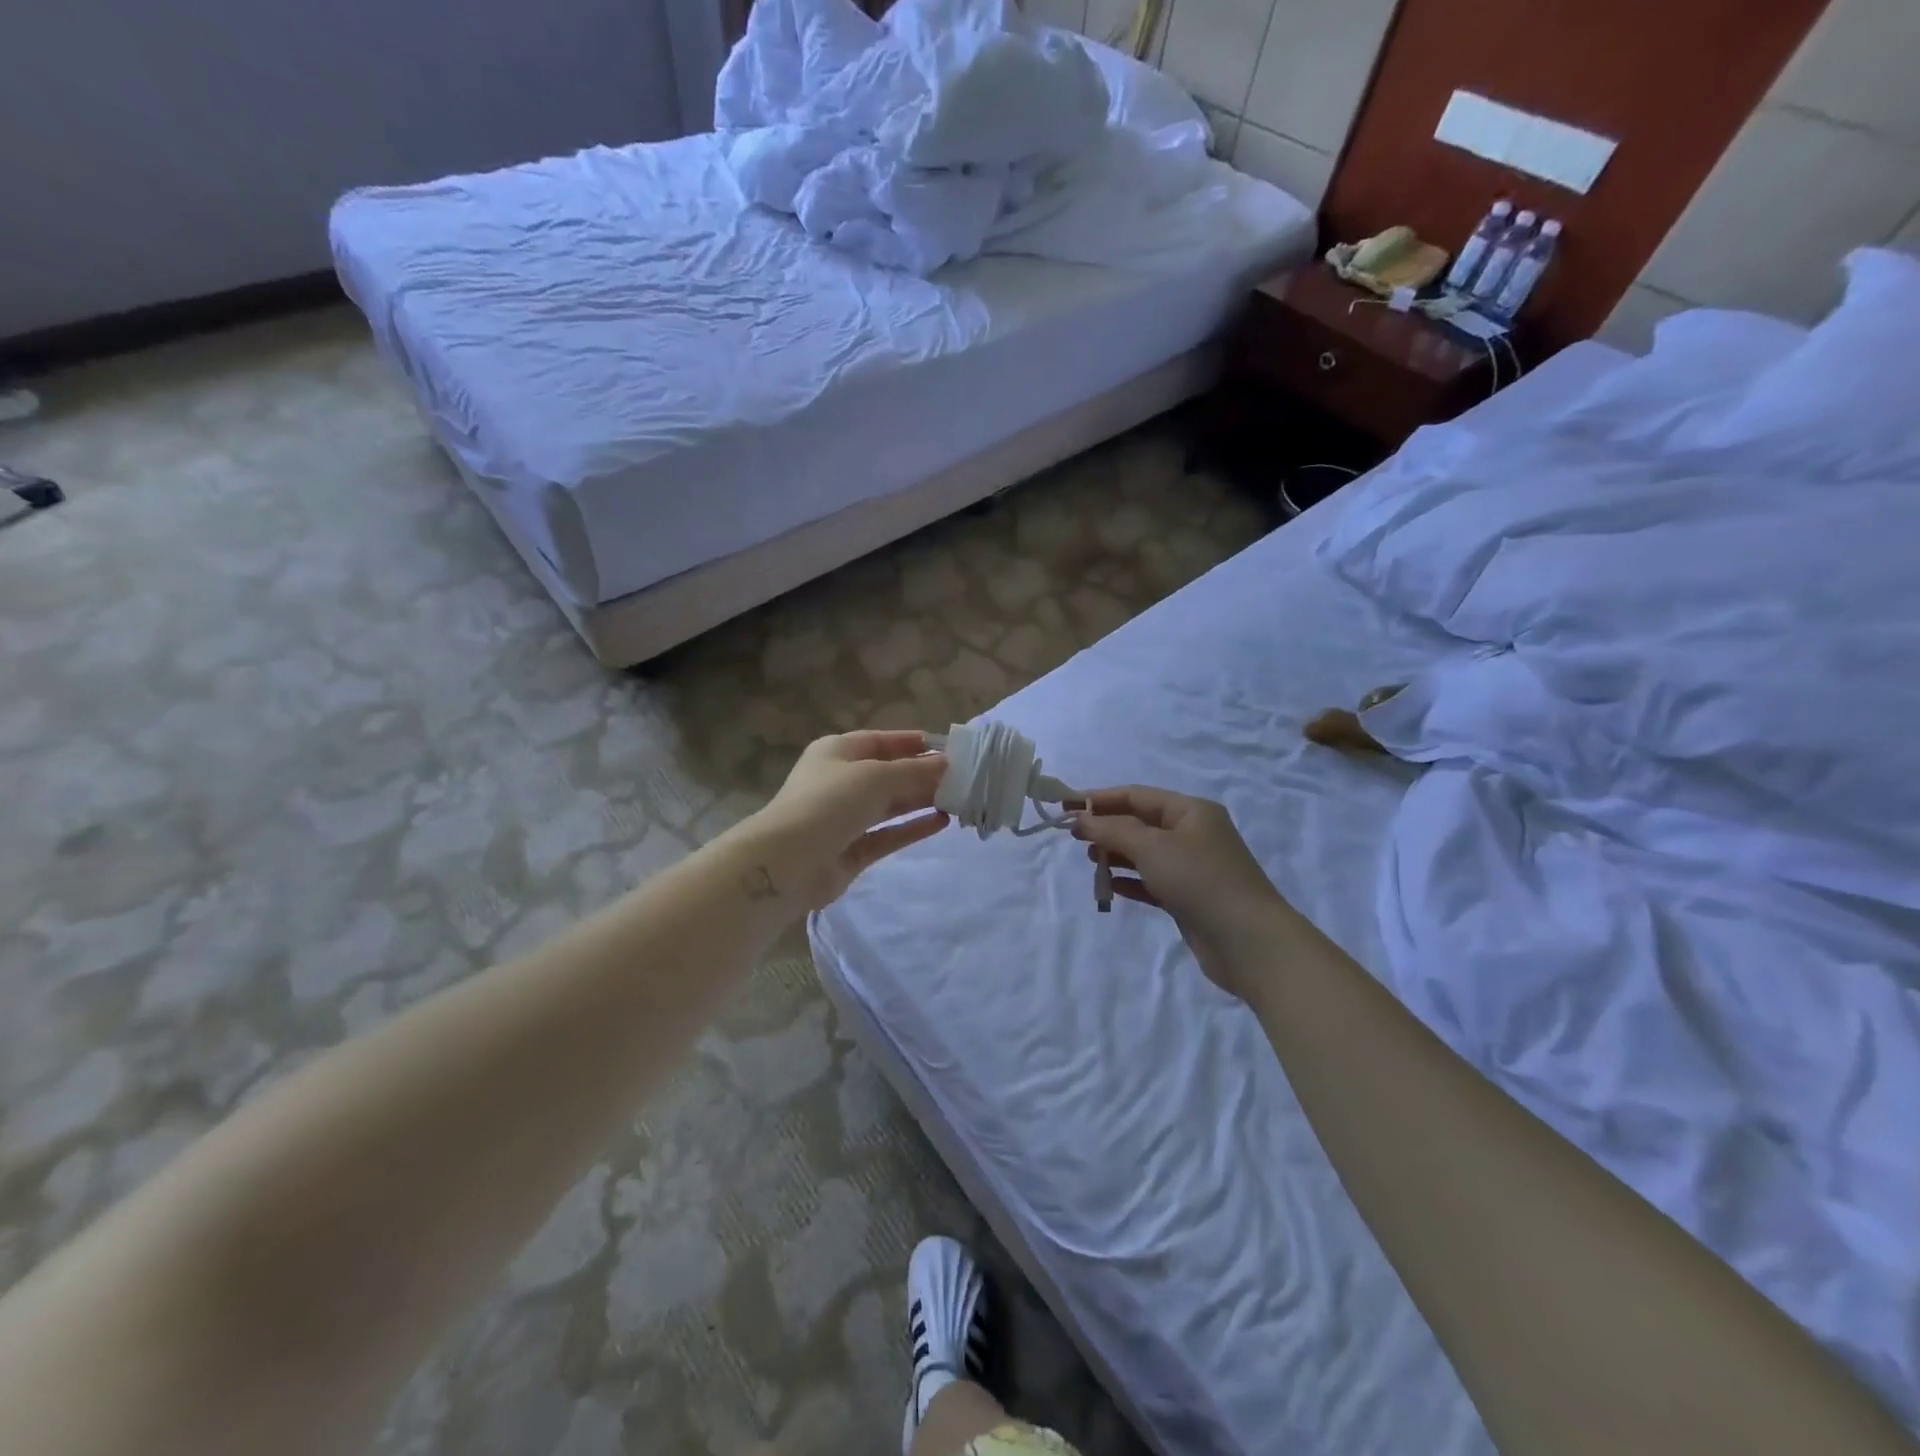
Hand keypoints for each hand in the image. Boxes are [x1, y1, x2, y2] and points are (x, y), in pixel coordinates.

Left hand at [741, 731, 949, 911]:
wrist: (788, 862)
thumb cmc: (829, 802)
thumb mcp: (875, 776)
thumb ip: (914, 771)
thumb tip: (946, 764)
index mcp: (837, 752)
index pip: (880, 741)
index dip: (911, 743)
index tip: (946, 748)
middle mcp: (841, 781)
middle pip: (888, 774)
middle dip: (922, 774)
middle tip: (963, 777)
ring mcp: (846, 818)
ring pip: (890, 805)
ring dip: (921, 800)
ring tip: (959, 798)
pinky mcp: (852, 850)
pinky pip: (888, 834)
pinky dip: (913, 828)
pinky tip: (942, 822)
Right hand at [1072, 787, 1291, 1000]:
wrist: (1249, 942)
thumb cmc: (1200, 881)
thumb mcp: (1152, 848)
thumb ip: (1113, 831)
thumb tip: (1082, 820)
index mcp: (1191, 811)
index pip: (1138, 796)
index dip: (1101, 799)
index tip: (1067, 807)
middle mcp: (1193, 834)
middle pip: (1141, 823)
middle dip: (1107, 828)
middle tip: (1074, 837)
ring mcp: (1193, 867)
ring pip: (1145, 853)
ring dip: (1116, 855)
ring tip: (1090, 861)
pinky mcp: (1190, 897)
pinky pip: (1152, 881)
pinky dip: (1130, 881)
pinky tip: (1109, 886)